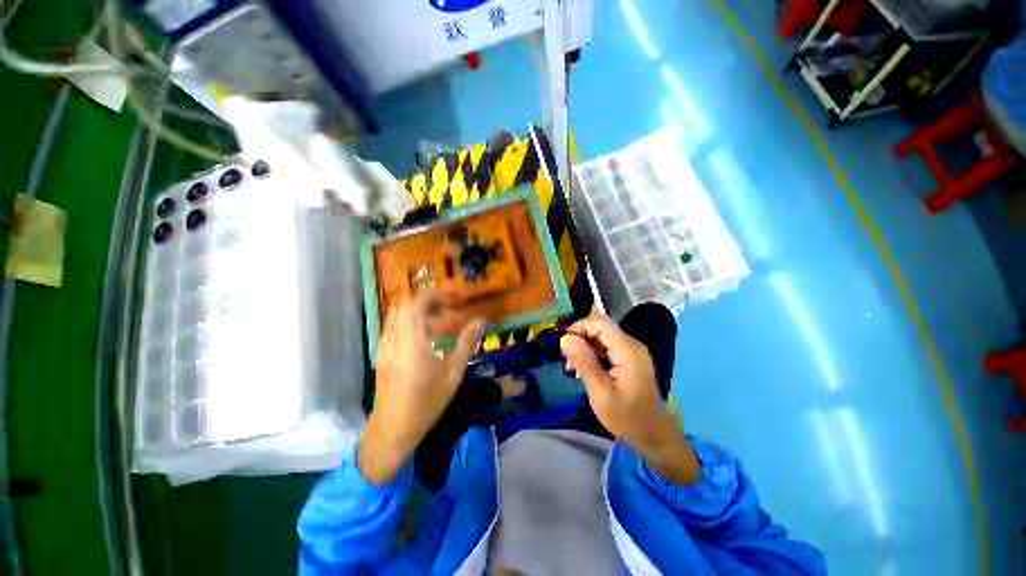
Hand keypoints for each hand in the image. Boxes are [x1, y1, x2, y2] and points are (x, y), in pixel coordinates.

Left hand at [360, 290, 483, 484]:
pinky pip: (396, 327)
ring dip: (420, 311)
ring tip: (441, 321)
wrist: (392, 431)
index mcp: (412, 342)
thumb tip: (480, 320)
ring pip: (399, 315)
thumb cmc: (426, 404)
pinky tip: (427, 337)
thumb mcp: (453, 374)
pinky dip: (411, 322)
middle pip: (406, 305)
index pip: (416, 303)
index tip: (454, 298)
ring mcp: (385, 346)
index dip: (435, 294)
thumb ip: (466, 343)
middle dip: (429, 300)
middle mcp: (394, 339)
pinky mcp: (383, 354)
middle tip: (450, 307)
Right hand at [560, 311, 699, 483]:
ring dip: (586, 347)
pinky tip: (587, 369)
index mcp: (628, 351)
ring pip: (603, 337)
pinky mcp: (631, 360)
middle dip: (581, 339)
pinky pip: (609, 348)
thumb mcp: (601, 393)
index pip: (600, 324)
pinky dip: (595, 354)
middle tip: (568, 360)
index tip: (563, 344)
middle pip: (602, 328)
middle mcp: (632, 346)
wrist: (656, 437)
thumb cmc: (627, 418)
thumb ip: (584, 362)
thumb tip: (565, 338)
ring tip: (574, 367)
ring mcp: (633, 352)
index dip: (579, 328)